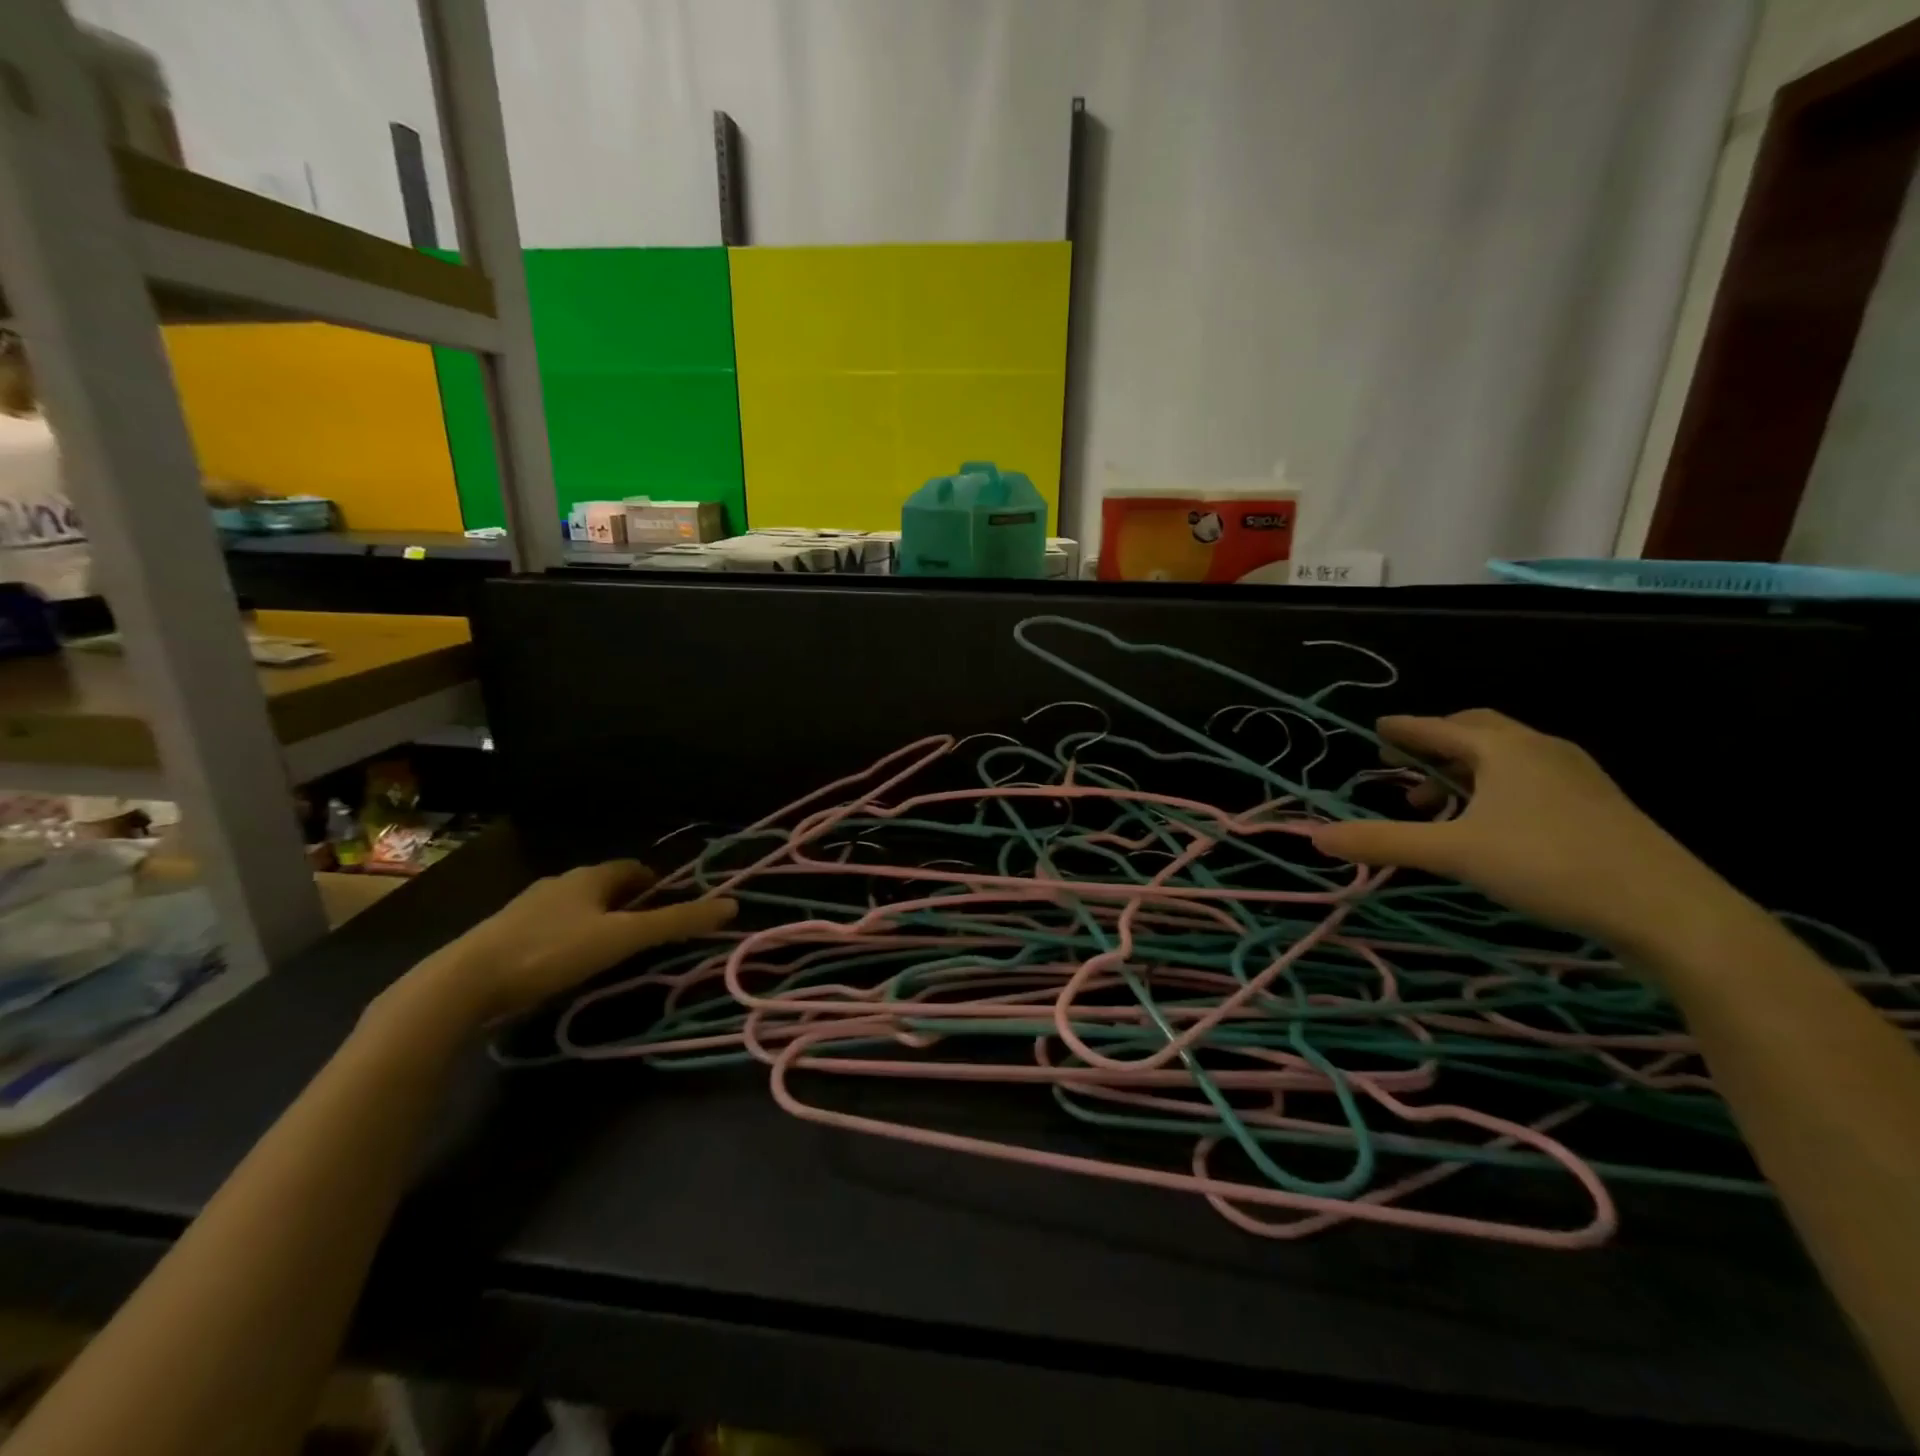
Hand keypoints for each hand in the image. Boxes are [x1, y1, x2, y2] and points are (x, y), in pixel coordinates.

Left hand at [424, 860, 735, 1022]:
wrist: (464, 982)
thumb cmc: (553, 952)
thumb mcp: (623, 938)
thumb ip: (676, 922)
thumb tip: (731, 904)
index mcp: (590, 876)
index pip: (633, 868)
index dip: (656, 883)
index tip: (670, 907)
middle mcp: (559, 883)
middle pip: (605, 886)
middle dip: (628, 903)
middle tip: (645, 933)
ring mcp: (527, 907)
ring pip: (576, 907)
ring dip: (597, 921)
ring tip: (610, 952)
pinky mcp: (504, 934)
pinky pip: (549, 927)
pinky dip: (568, 938)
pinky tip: (566, 965)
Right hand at [1309, 710, 1742, 955]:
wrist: (1668, 908)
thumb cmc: (1548, 864)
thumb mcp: (1453, 853)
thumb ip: (1383, 842)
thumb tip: (1315, 837)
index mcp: (1503, 747)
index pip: (1437, 728)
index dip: (1402, 729)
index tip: (1377, 730)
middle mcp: (1539, 748)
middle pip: (1475, 732)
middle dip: (1435, 747)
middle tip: (1405, 770)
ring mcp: (1575, 774)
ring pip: (1505, 756)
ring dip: (1464, 771)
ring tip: (1440, 806)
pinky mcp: (1597, 803)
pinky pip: (1530, 777)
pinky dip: (1496, 787)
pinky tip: (1490, 824)